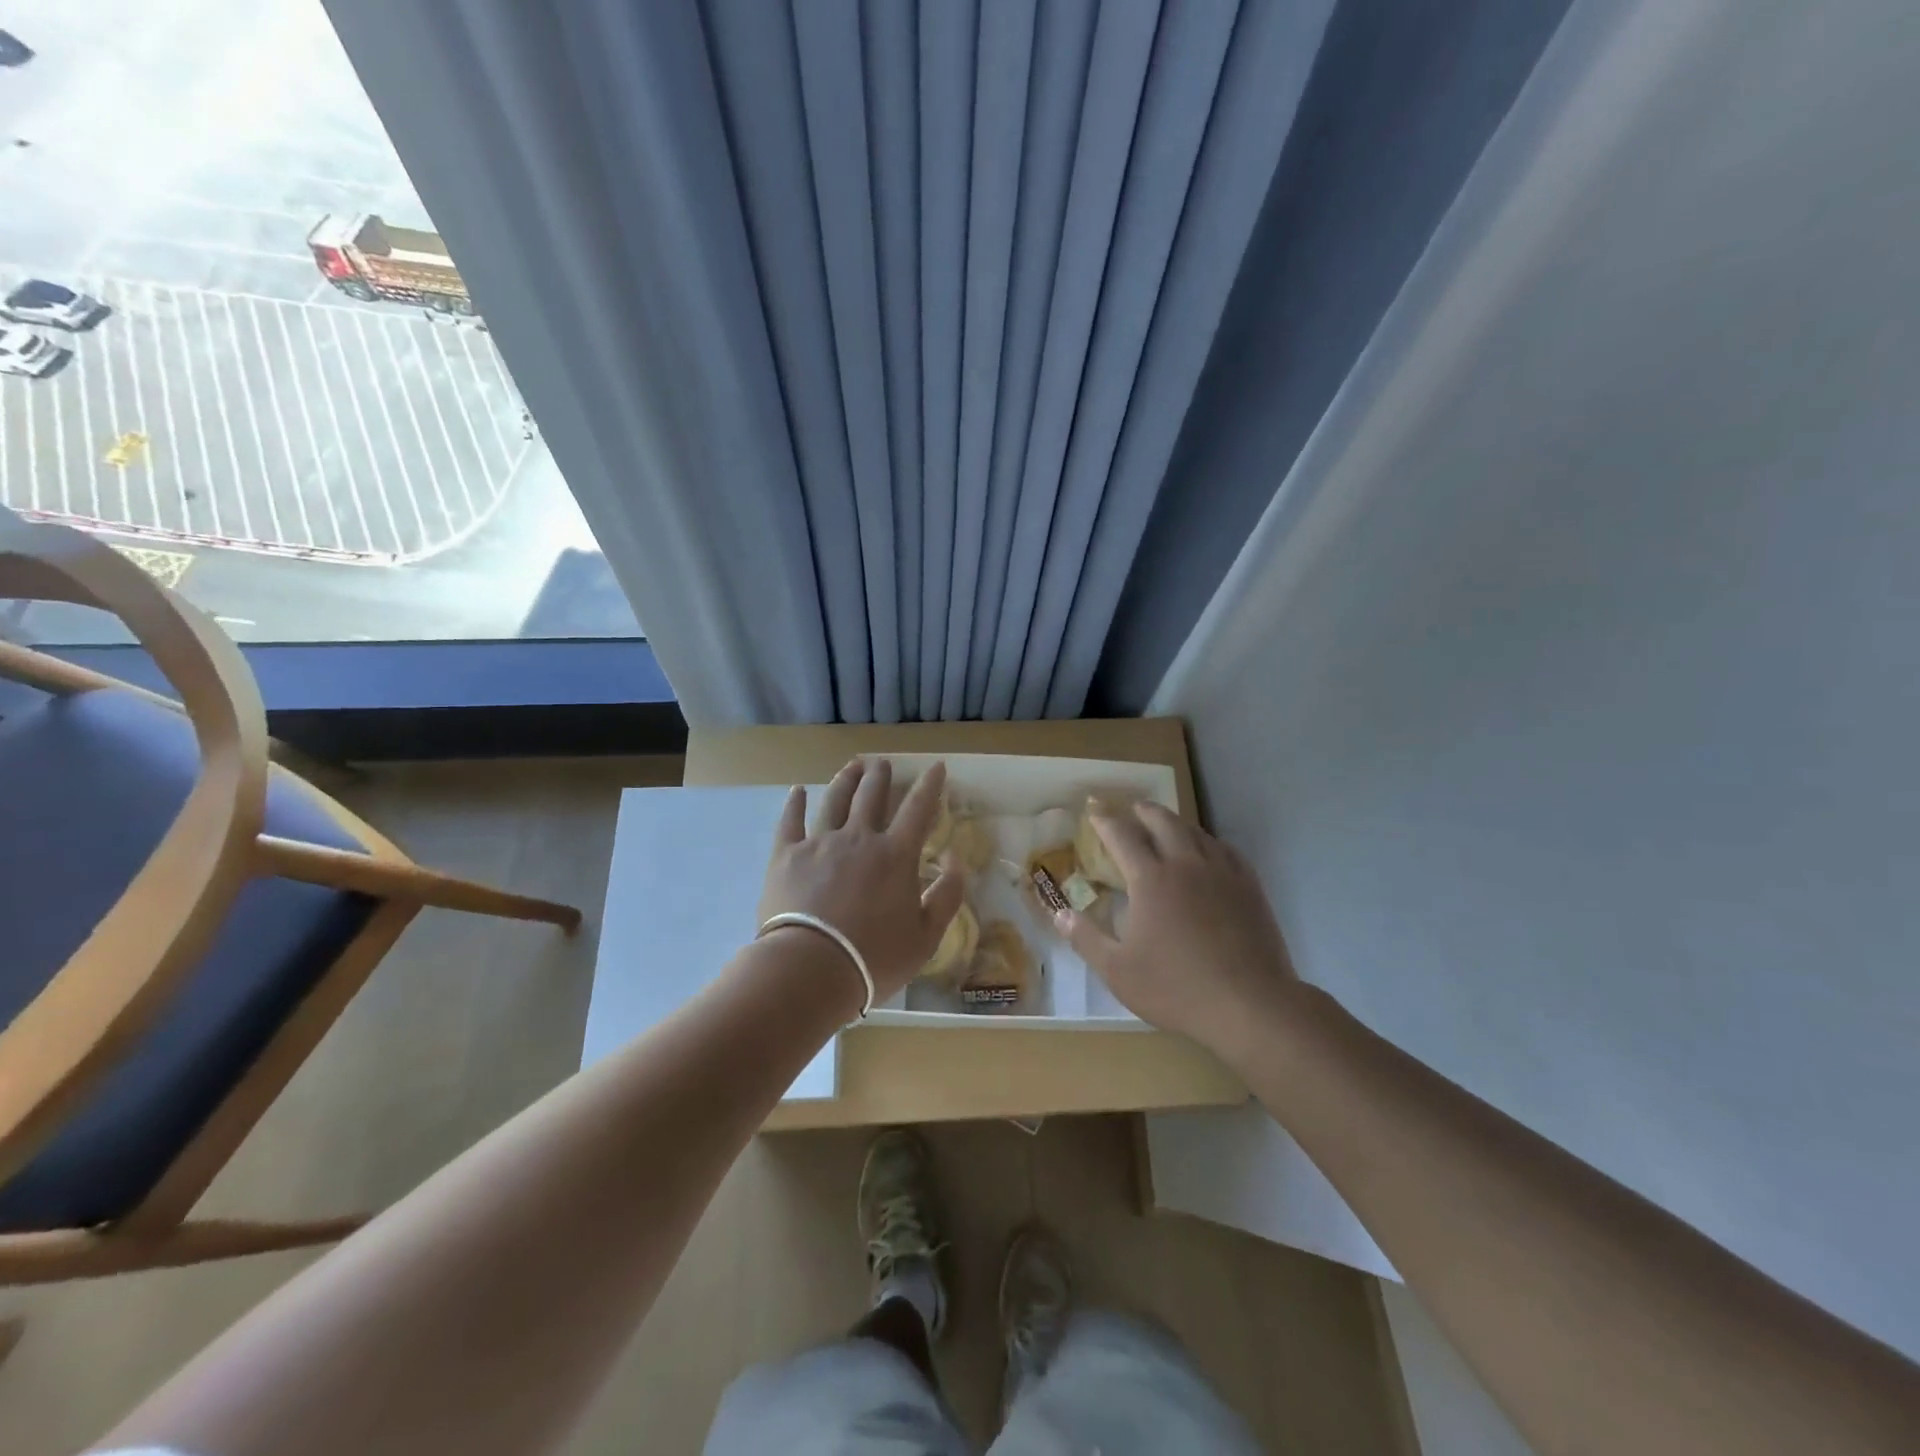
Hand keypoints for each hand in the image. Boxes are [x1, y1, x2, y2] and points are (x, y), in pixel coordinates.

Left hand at [758, 758, 965, 1003]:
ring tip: (852, 766)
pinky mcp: (786, 856)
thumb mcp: (926, 936)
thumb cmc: (873, 958)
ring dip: (846, 780)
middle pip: (872, 796)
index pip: (918, 809)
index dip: (929, 785)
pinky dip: (795, 804)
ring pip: (835, 801)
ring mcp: (819, 843)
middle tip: (882, 763)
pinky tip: (797, 791)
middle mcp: (859, 838)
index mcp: (895, 855)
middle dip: (881, 775)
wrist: (810, 969)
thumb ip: (947, 895)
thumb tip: (956, 859)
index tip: (936, 766)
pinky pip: (790, 822)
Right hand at [1056, 802, 1297, 1055]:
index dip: (1105, 821)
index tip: (1095, 812)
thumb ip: (1086, 938)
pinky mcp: (1250, 887)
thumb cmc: (1176, 988)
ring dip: (1176, 822)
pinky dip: (1210, 842)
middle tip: (1133, 809)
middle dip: (1144, 811)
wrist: (1250, 1005)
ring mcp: (1222, 873)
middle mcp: (1186, 864)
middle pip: (1163, 822)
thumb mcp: (1117, 971)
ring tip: (1167, 825)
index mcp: (1150, 879)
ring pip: (1196, 832)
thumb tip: (1060, 913)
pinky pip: (1227, 850)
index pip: (1122, 836)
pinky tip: (1209, 851)